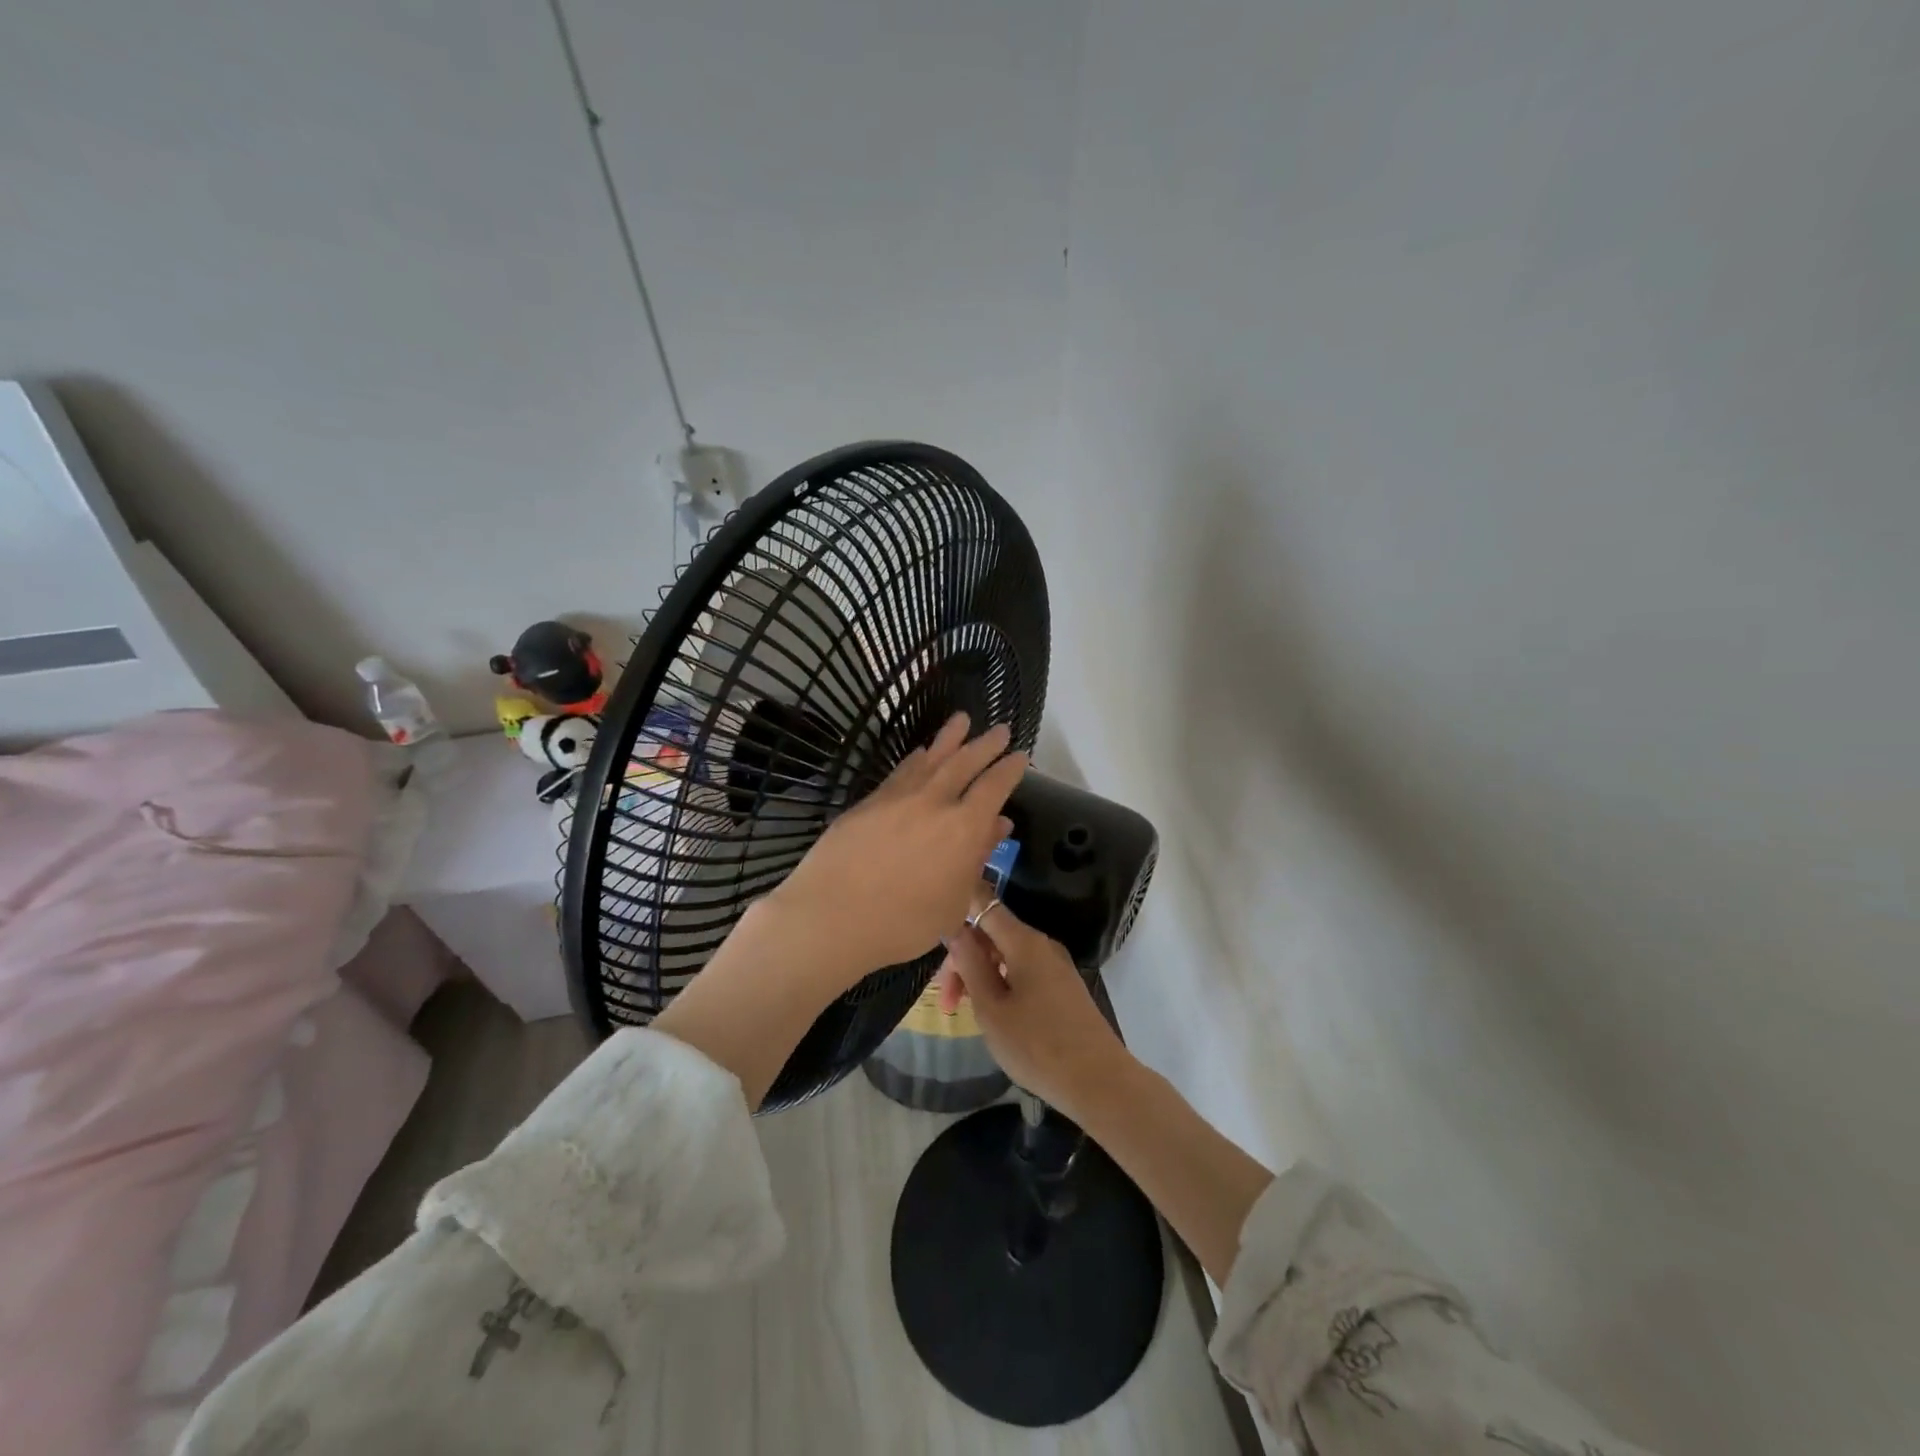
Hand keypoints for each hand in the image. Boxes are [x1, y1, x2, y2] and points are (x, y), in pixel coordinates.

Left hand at [766, 712, 1027, 989]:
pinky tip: (920, 753)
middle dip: (986, 744)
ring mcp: (900, 796)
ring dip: (950, 738)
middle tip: (1001, 729)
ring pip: (931, 757)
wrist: (833, 915)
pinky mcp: (870, 800)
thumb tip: (998, 825)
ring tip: (963, 720)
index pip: (995, 787)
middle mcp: (935, 802)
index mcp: (965, 827)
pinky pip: (901, 771)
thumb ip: (978, 859)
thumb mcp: (954, 902)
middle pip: (965, 762)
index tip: (1020, 754)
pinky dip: (916, 758)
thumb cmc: (904, 924)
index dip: (1010, 769)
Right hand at [934, 885, 1132, 1120]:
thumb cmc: (1036, 1045)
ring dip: (979, 974)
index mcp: (1024, 941)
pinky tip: (991, 1011)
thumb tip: (955, 929)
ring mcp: (1055, 965)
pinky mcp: (1062, 987)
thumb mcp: (991, 1007)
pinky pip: (1023, 971)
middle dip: (964, 957)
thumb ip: (970, 964)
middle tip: (945, 999)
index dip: (958, 907)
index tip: (933, 929)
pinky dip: (1000, 982)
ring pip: (1006, 955)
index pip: (985, 904)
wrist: (1098, 1082)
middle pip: (993, 933)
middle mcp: (1042, 944)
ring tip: (962, 1009)